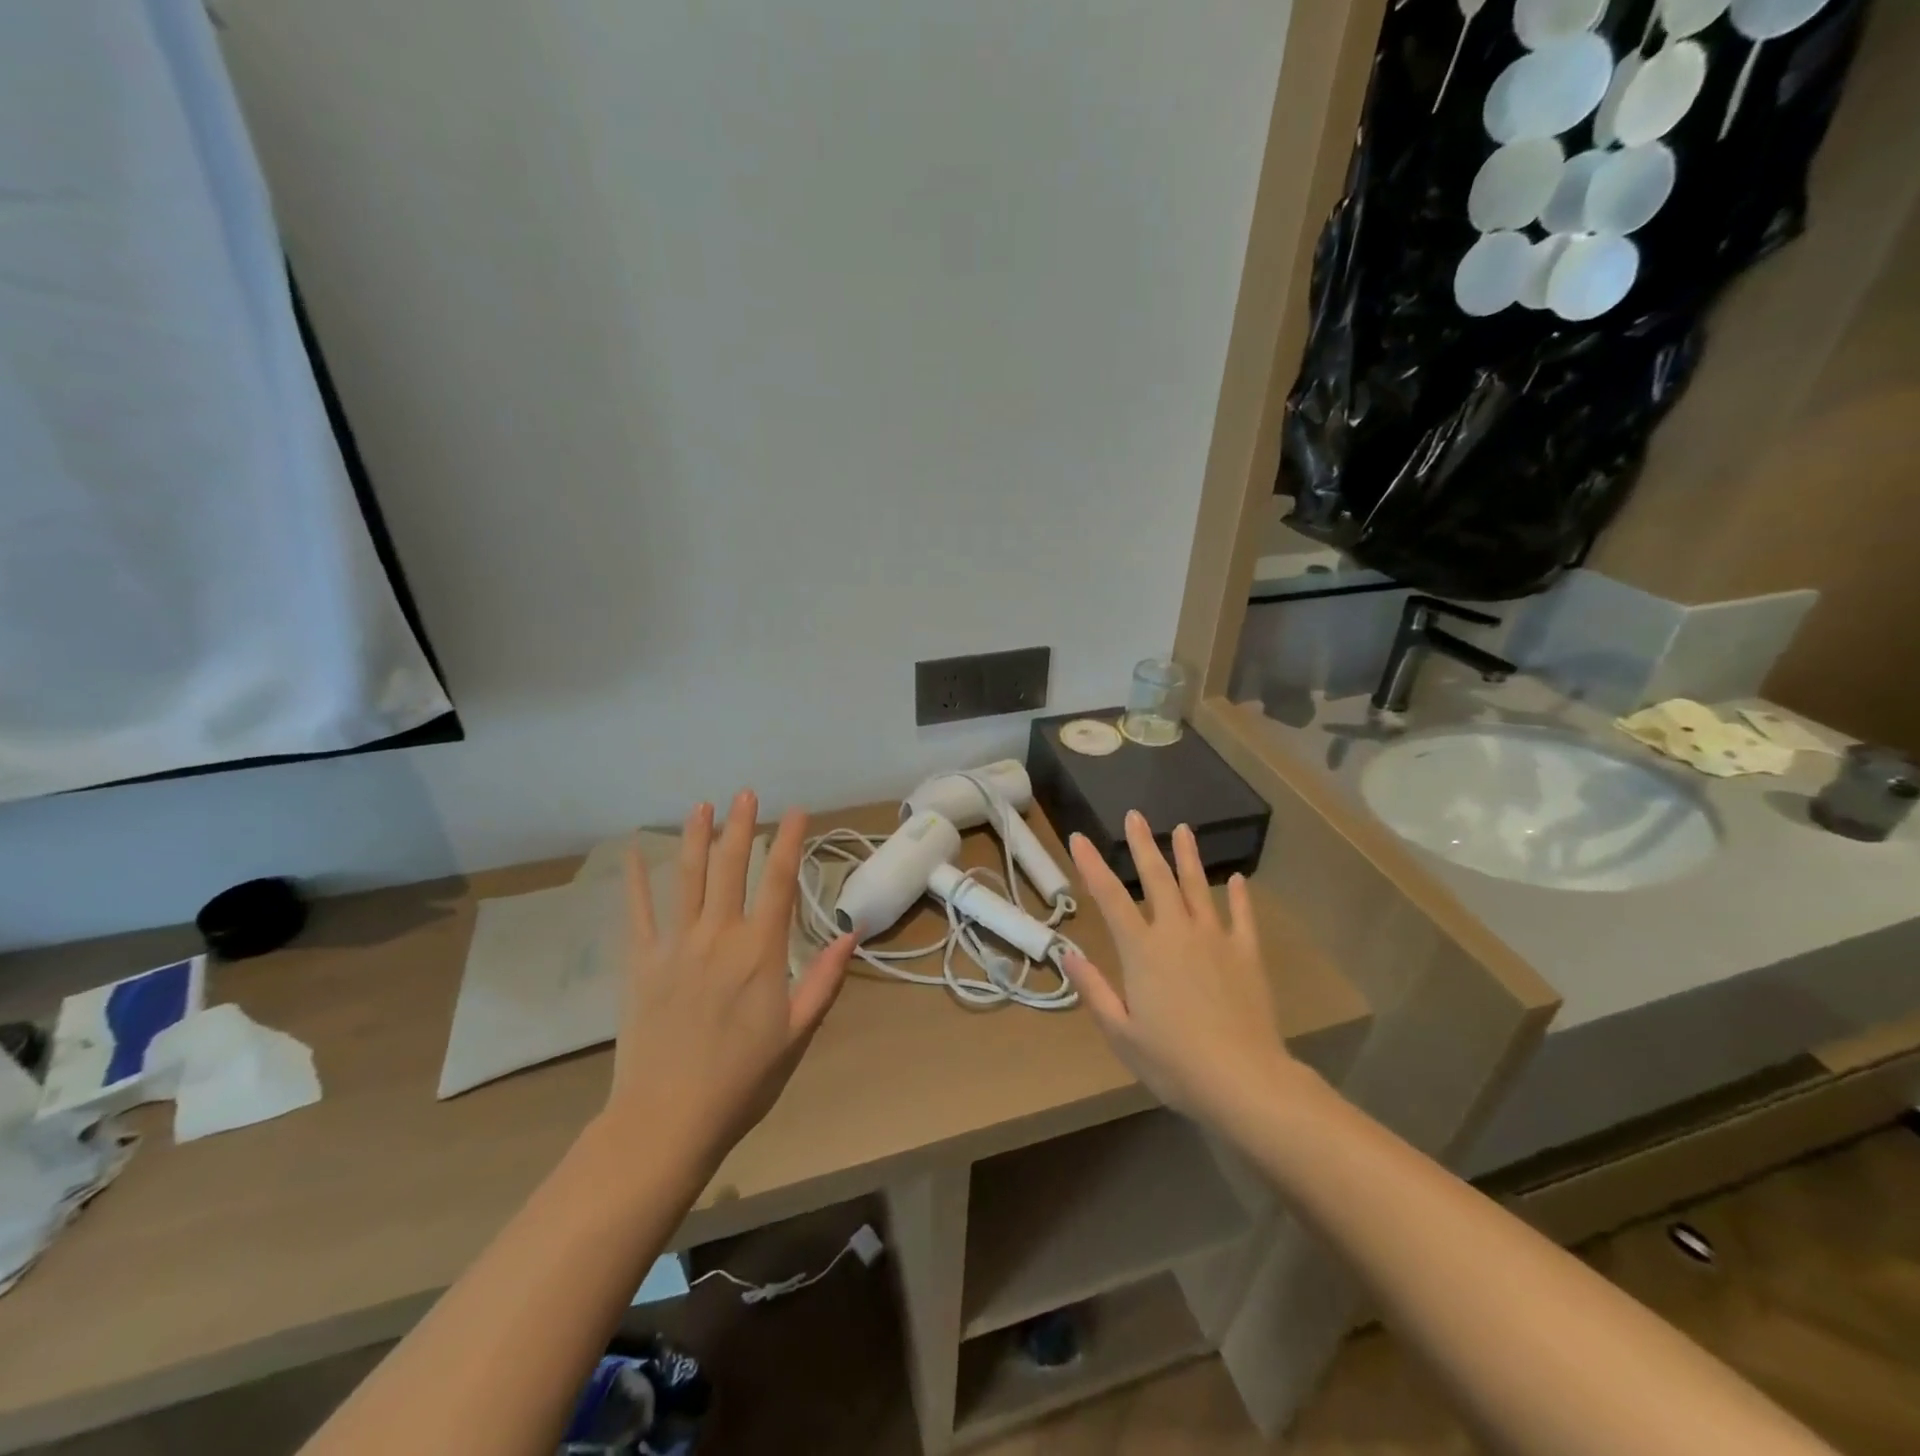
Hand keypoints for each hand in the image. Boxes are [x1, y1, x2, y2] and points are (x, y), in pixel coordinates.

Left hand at [603, 791, 854, 1168]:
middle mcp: (718, 935)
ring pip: (687, 878)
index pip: (780, 882)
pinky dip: (637, 879)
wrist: (667, 1119)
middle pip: (731, 867)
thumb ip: (824, 980)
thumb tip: (851, 934)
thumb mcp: (797, 1034)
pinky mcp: (641, 962)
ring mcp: (675, 945)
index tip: (797, 811)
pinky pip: (638, 911)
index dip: (790, 842)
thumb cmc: (742, 1079)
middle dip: (741, 826)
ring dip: (696, 838)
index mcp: (760, 951)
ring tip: (701, 805)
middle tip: (745, 793)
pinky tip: (634, 851)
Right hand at [1060, 812, 1300, 1130]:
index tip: (1079, 837)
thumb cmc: (1173, 1062)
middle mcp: (1176, 932)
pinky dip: (1239, 896)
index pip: (1109, 897)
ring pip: (1198, 887)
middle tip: (1135, 816)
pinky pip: (1242, 916)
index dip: (1091, 865)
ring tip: (1183, 829)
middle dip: (1143, 845)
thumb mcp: (1120, 1033)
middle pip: (1157, 879)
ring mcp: (1215, 939)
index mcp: (1142, 950)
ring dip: (1188, 856)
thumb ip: (1093, 989)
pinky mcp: (1247, 954)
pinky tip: (1237, 879)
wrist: (1244, 1080)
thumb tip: (1067, 953)